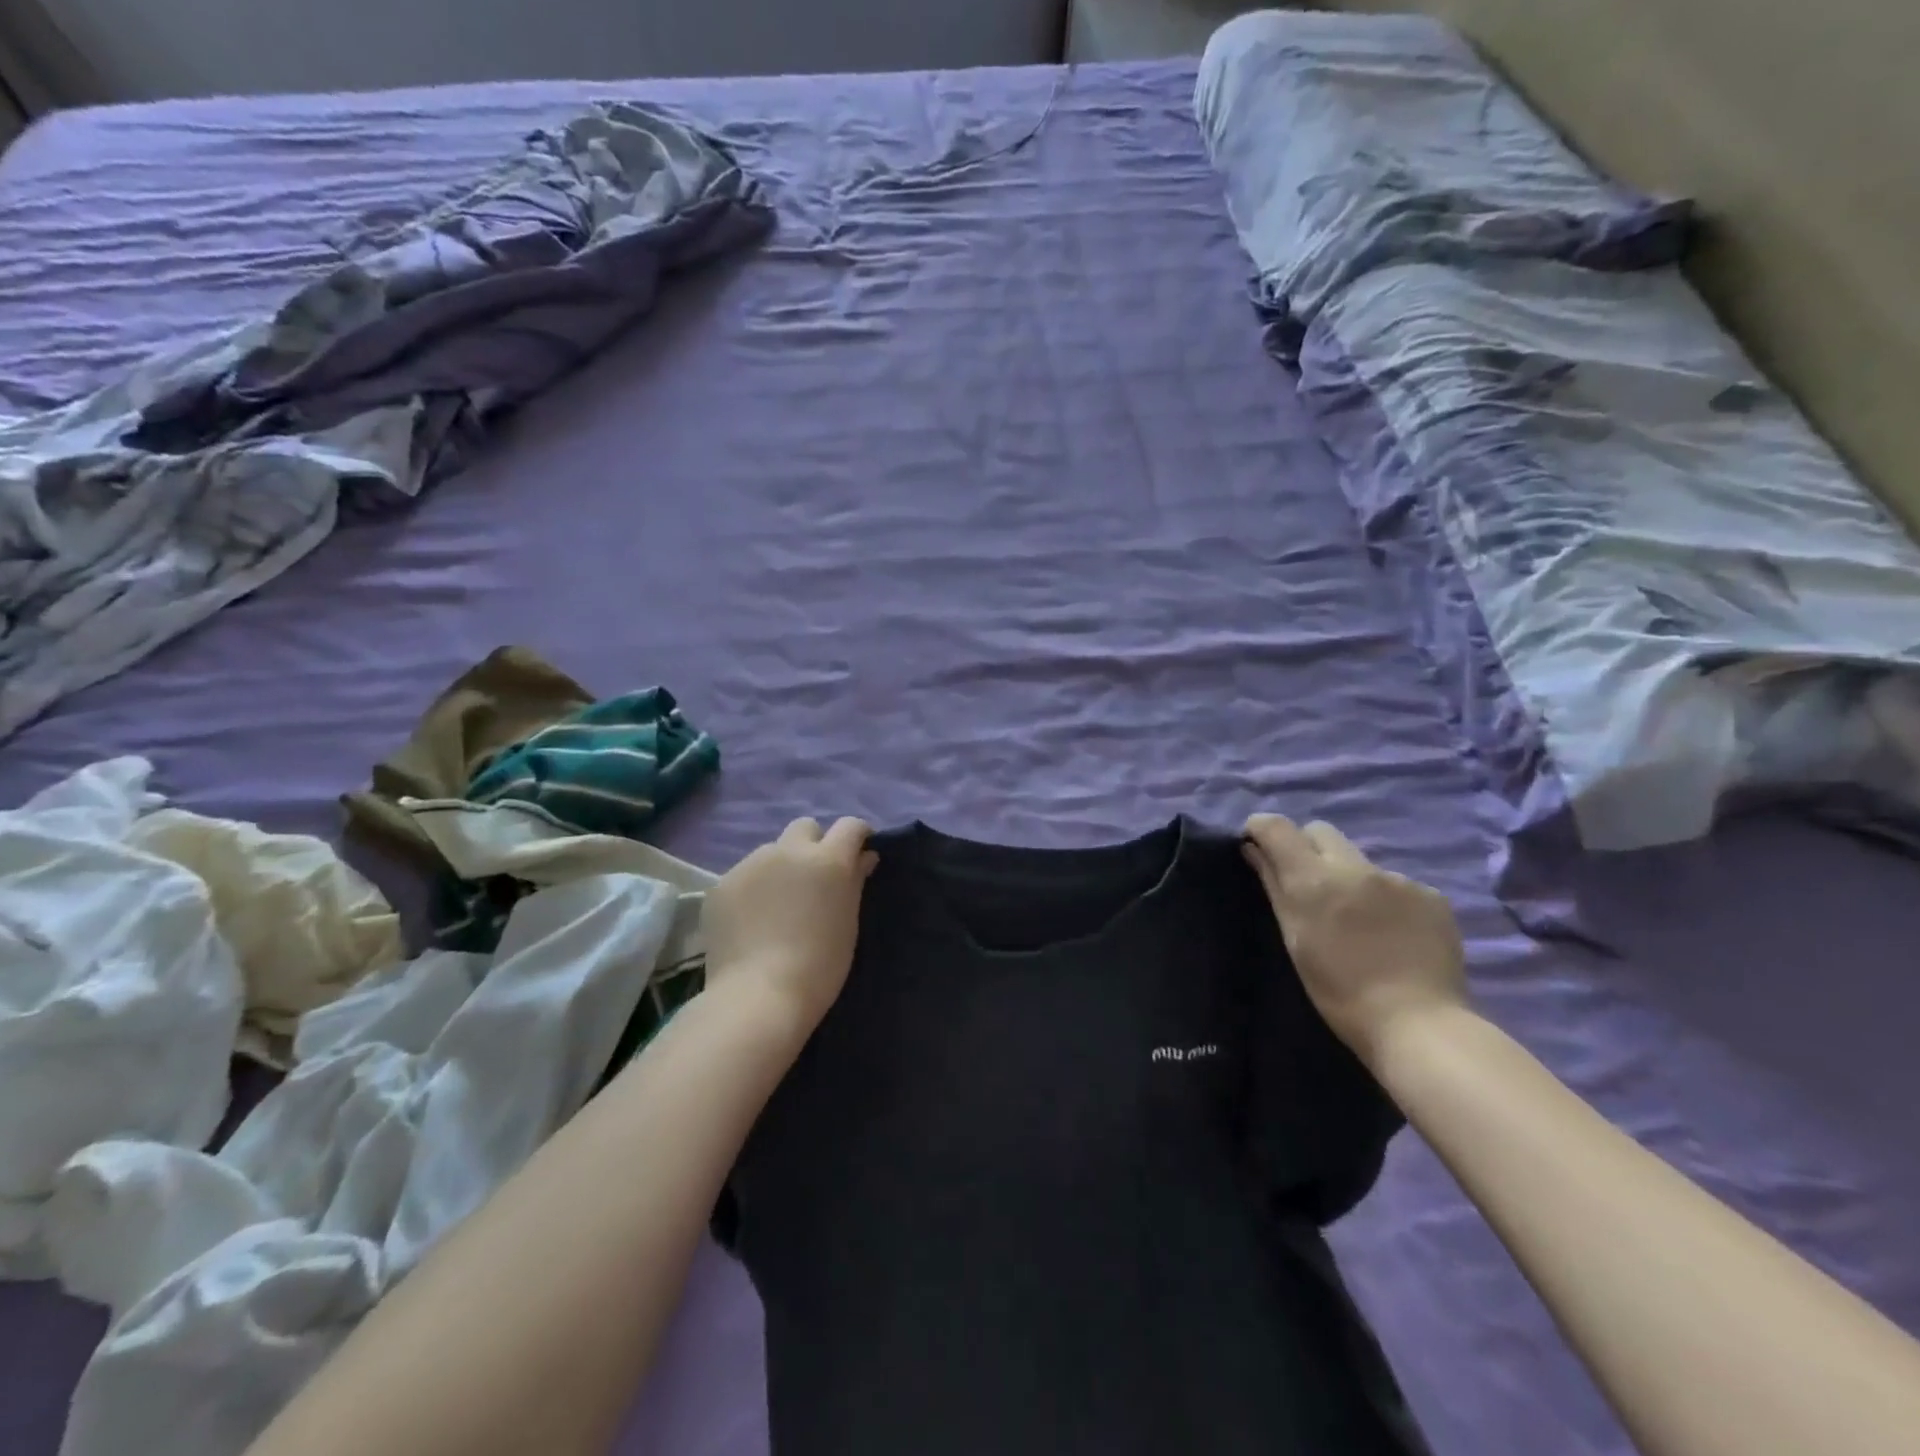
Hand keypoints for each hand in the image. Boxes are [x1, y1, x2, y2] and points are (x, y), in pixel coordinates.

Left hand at [703, 817, 877, 1033]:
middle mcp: (789, 851)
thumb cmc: (820, 966)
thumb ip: (855, 882)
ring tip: (777, 906)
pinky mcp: (722, 884)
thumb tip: (864, 857)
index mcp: (828, 860)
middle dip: (814, 844)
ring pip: (771, 851)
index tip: (858, 852)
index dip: (857, 835)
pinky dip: (753, 889)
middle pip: (806, 828)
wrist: (758, 996)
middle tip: (814, 879)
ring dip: (780, 868)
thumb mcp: (848, 924)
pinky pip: (745, 876)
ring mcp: (751, 864)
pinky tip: (751, 921)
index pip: (850, 826)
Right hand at [1242, 814, 1466, 1065]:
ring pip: (1359, 861)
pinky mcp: (1432, 896)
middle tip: (1307, 885)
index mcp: (1314, 879)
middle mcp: (1356, 867)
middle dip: (1306, 848)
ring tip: (1357, 921)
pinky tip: (1391, 934)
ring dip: (1349, 878)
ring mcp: (1398, 879)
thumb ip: (1274, 886)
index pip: (1277, 827)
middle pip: (1320, 832)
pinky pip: (1395, 884)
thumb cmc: (1339, 992)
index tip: (1256, 845)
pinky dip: (1385, 900)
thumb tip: (1253, 849)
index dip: (1261, 829)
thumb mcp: (1295, 939)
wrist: (1418, 1025)